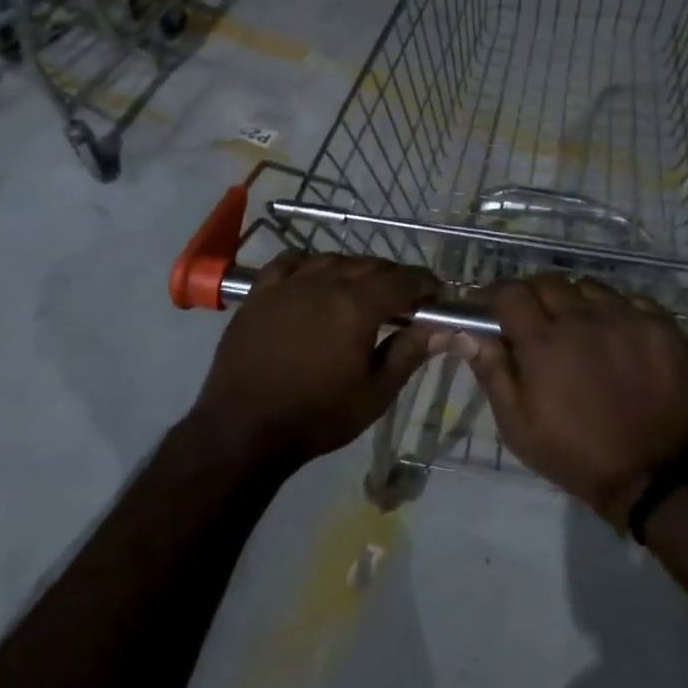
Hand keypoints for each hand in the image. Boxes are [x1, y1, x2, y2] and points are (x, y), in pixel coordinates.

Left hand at [193, 252, 438, 471]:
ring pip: (333, 259)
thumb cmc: (318, 415)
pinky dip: (311, 264)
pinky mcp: (260, 291)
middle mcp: (325, 281)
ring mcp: (289, 282)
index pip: (403, 280)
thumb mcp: (375, 392)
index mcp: (357, 305)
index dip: (425, 284)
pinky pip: (291, 261)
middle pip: (370, 265)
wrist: (244, 428)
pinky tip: (315, 278)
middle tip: (404, 302)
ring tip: (361, 292)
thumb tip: (442, 328)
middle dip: (394, 278)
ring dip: (355, 270)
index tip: (436, 296)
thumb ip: (409, 352)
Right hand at [444, 275, 687, 530]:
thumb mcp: (519, 426)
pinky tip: (617, 338)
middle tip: (536, 323)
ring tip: (579, 329)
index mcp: (543, 342)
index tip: (494, 310)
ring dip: (575, 302)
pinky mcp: (661, 326)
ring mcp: (626, 318)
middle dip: (533, 296)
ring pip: (588, 286)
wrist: (659, 476)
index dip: (496, 296)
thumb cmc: (578, 455)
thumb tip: (468, 333)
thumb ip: (492, 372)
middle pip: (547, 281)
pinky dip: (616, 312)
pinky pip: (630, 300)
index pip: (509, 292)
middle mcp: (583, 318)